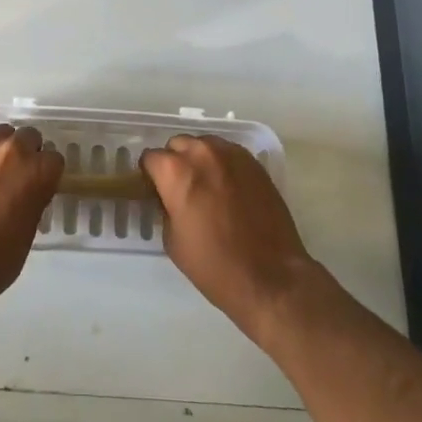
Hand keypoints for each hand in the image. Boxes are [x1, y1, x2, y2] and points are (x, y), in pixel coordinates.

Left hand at [0, 125, 63, 308]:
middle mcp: (12, 152)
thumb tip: (28, 193)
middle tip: (18, 176)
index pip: (54, 159)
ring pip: (0, 134)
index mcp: (37, 173)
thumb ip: (32, 202)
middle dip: (26, 152)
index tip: (40, 185)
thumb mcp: (27, 233)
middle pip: (27, 136)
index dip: (47, 173)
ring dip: (1, 148)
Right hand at [141, 134, 318, 340]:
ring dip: (199, 159)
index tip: (156, 191)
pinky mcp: (254, 163)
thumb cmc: (214, 265)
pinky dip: (222, 164)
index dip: (150, 176)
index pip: (150, 158)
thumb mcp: (172, 239)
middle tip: (181, 190)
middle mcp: (201, 153)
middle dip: (174, 163)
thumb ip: (165, 206)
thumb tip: (168, 196)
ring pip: (204, 145)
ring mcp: (231, 155)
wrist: (270, 277)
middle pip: (177, 145)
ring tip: (207, 187)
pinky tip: (228, 188)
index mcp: (175, 171)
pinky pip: (228, 153)